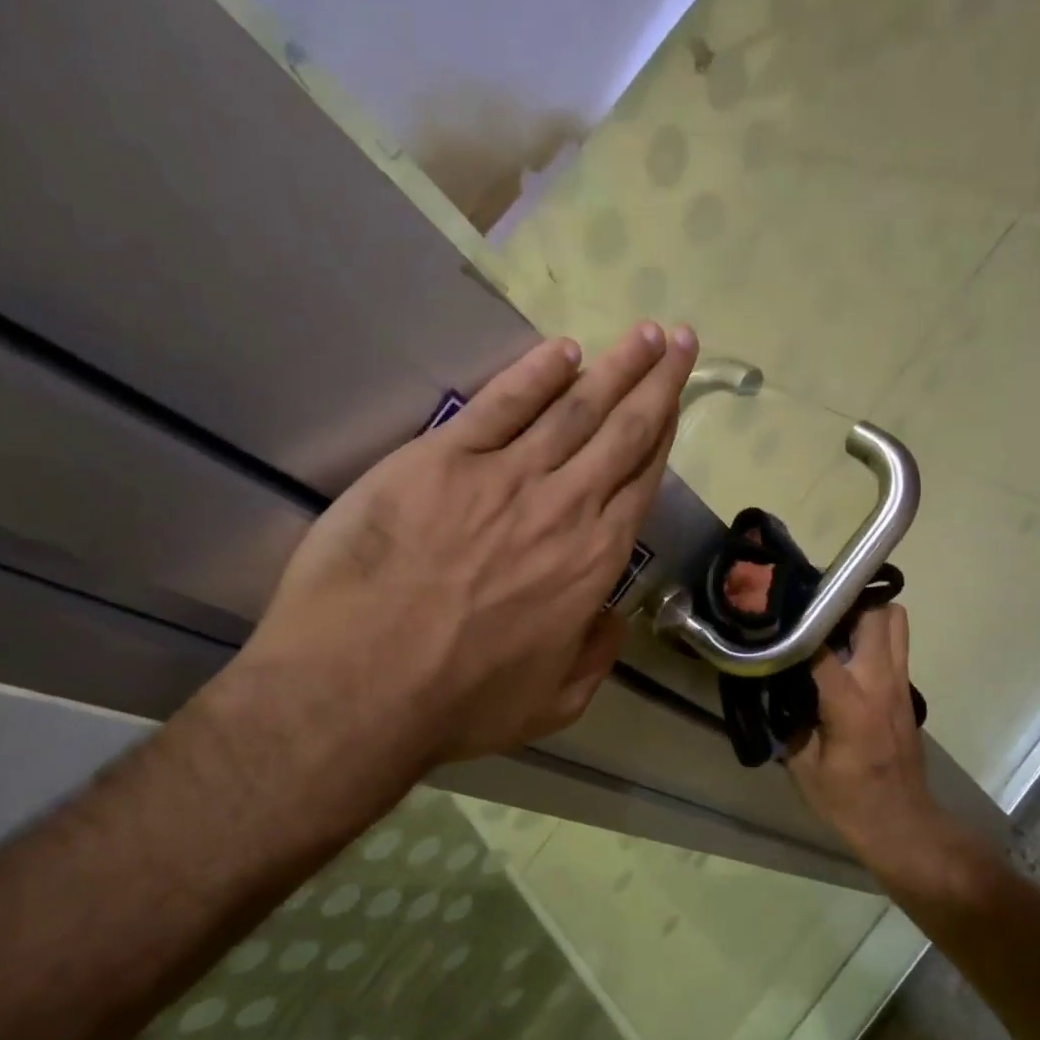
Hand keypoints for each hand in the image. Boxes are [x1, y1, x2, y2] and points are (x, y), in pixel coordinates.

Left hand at [237, 322, 696, 767]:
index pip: (641, 483)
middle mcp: (564, 507)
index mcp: (594, 563)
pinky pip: (502, 404)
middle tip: (680, 339)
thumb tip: (613, 617)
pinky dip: (535, 373)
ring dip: (614, 367)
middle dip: (657, 382)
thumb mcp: (552, 704)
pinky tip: (562, 351)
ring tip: (643, 334)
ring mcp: (504, 477)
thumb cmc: (458, 704)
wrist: (359, 687)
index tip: (678, 401)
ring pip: (574, 407)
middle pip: (623, 432)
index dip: (665, 435)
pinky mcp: (442, 459)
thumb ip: (595, 657)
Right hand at [786, 604, 946, 859]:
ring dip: (865, 611)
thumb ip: (788, 721)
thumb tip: (772, 687)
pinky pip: (896, 641)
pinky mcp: (906, 688)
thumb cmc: (848, 800)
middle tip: (809, 609)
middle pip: (872, 613)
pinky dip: (875, 631)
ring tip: (832, 620)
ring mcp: (899, 682)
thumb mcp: (803, 767)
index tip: (775, 611)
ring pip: (894, 619)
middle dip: (840, 602)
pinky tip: (846, 646)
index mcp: (851, 704)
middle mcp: (880, 682)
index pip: (822, 645)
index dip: (798, 624)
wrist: (902, 823)